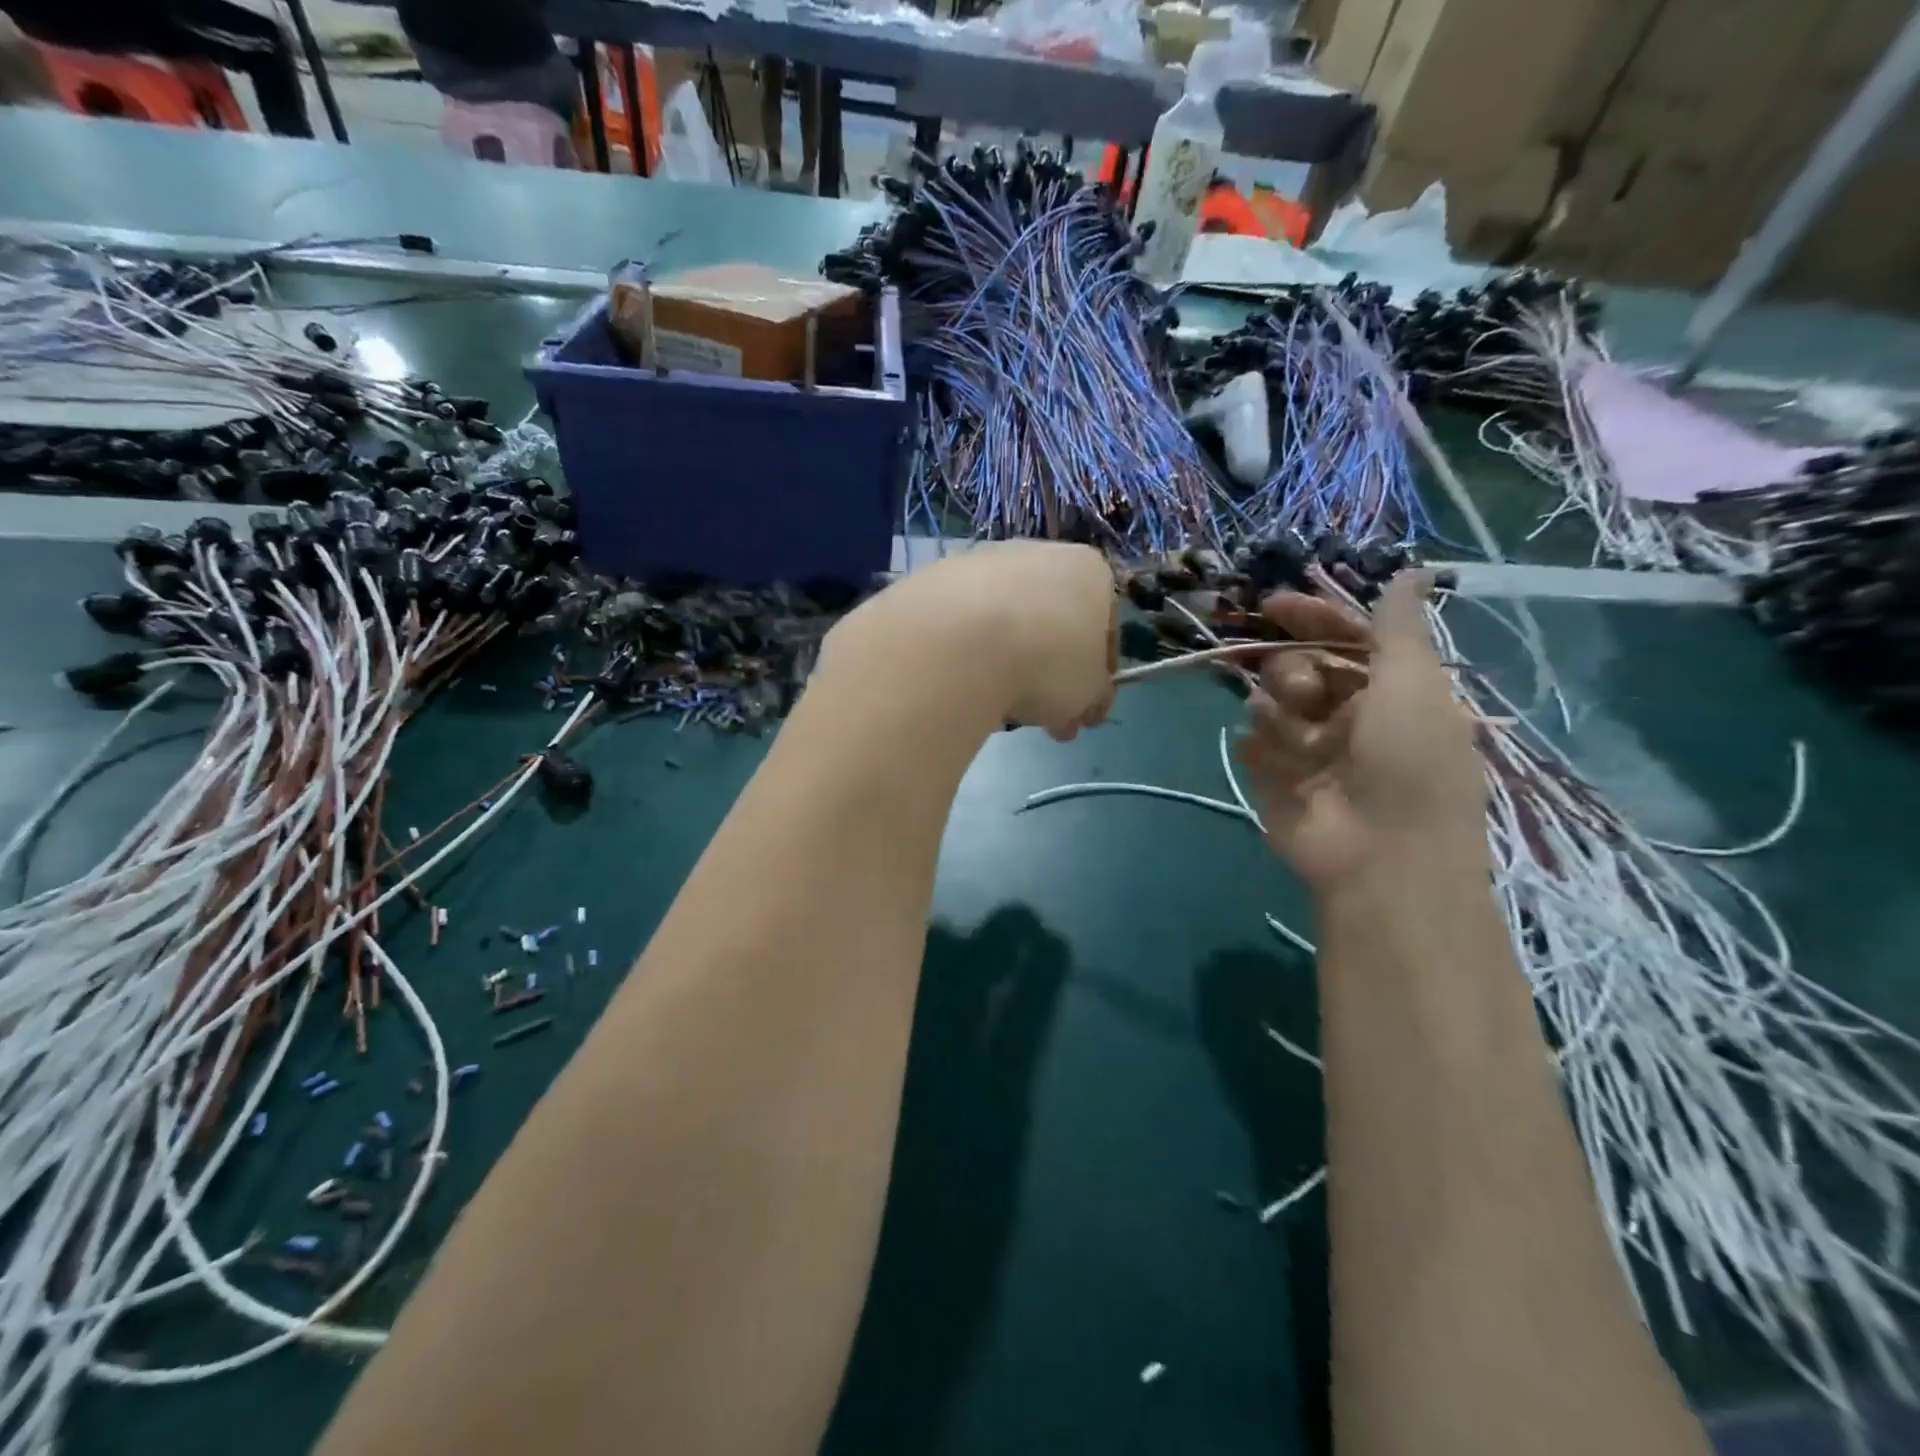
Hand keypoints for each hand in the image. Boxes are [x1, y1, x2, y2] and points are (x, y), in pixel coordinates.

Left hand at [820, 541, 1117, 740]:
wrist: (960, 639)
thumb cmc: (1047, 661)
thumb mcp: (1088, 693)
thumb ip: (1094, 696)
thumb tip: (1086, 706)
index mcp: (1089, 571)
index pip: (1104, 628)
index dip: (1096, 678)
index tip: (1082, 713)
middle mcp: (1039, 554)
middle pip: (1052, 624)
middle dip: (1050, 675)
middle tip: (1042, 721)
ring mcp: (984, 561)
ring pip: (1007, 623)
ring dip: (1008, 664)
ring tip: (998, 708)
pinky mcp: (938, 577)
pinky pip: (965, 624)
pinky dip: (969, 653)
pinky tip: (963, 683)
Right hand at [1237, 572, 1484, 889]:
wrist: (1382, 858)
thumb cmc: (1409, 763)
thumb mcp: (1412, 682)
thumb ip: (1398, 626)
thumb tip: (1409, 570)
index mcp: (1388, 692)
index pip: (1343, 639)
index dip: (1311, 617)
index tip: (1271, 606)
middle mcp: (1346, 715)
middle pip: (1300, 666)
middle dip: (1294, 671)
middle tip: (1303, 696)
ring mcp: (1308, 748)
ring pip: (1270, 701)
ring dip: (1279, 710)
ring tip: (1297, 738)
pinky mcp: (1275, 778)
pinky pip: (1252, 741)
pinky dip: (1262, 745)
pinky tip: (1276, 761)